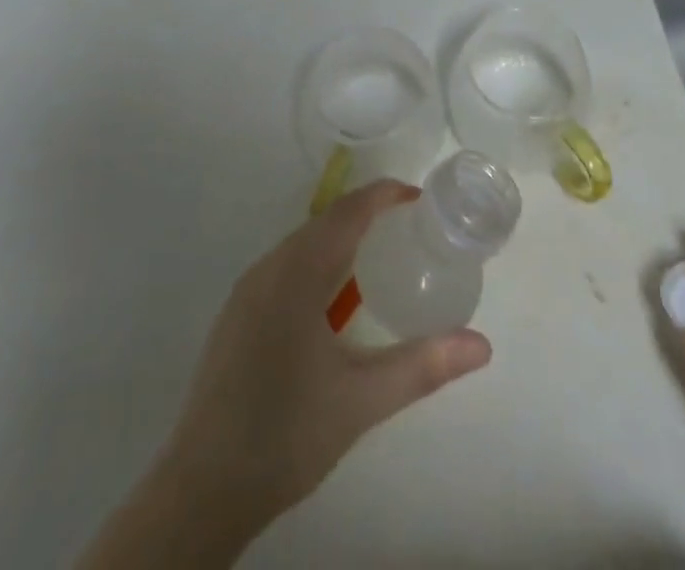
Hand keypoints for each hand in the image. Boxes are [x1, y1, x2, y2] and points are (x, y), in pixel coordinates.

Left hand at [82, 181, 491, 568]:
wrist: (202, 488)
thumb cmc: (287, 433)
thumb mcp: (363, 399)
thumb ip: (424, 365)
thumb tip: (482, 345)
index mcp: (297, 272)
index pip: (347, 212)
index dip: (383, 195)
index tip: (418, 198)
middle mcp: (268, 268)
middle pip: (324, 223)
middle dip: (366, 216)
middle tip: (407, 230)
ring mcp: (246, 292)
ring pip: (301, 246)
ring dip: (340, 241)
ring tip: (377, 261)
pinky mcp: (236, 317)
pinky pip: (284, 268)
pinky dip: (317, 264)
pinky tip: (332, 304)